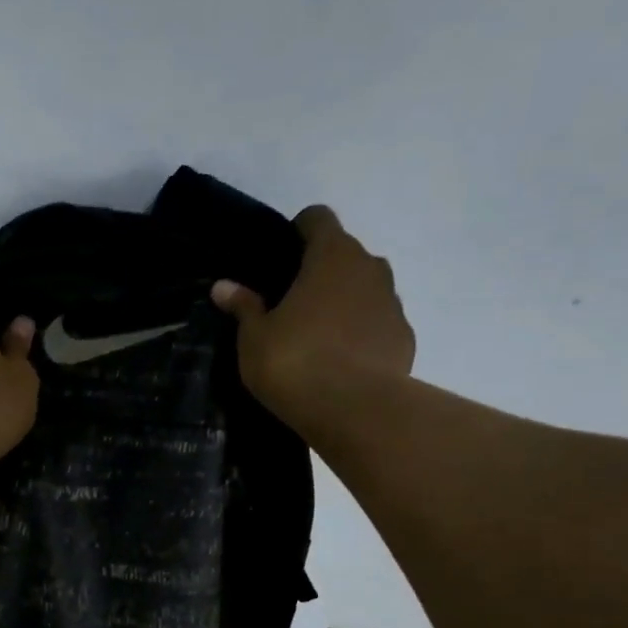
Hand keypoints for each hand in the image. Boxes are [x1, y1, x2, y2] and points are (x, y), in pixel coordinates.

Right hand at [210, 205, 414, 427]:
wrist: (354, 409)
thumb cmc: (294, 362)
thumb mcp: (255, 337)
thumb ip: (243, 307)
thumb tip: (223, 286)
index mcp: (331, 256)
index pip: (318, 219)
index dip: (299, 230)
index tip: (282, 253)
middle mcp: (369, 268)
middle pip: (345, 254)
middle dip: (322, 270)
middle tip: (292, 302)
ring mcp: (392, 303)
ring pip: (365, 289)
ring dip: (344, 301)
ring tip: (317, 335)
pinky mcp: (404, 337)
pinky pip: (378, 324)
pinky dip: (362, 333)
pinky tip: (341, 361)